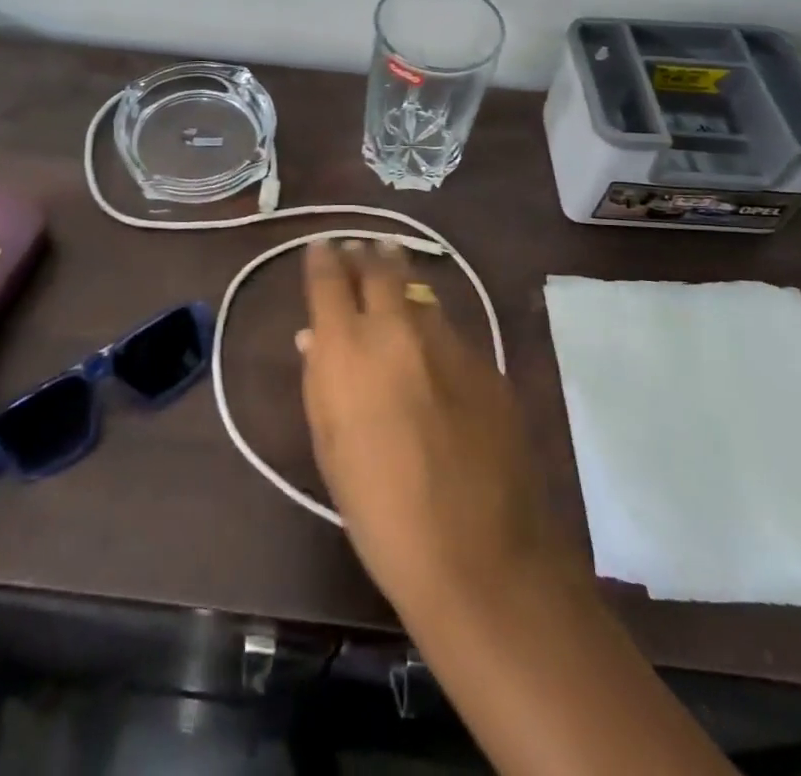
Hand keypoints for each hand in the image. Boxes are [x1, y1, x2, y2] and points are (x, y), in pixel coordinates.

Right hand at [297, 240, 578, 620]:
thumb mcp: (331, 448)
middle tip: (363, 249)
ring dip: (404, 285)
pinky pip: (451, 331)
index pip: (329, 280)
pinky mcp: (486, 362)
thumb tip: (314, 338)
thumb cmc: (380, 511)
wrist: (478, 554)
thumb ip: (320, 381)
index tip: (321, 247)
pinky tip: (433, 350)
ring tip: (395, 282)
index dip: (323, 258)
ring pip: (420, 294)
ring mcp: (449, 342)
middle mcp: (398, 329)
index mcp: (348, 349)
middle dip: (368, 254)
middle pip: (381, 268)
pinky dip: (433, 329)